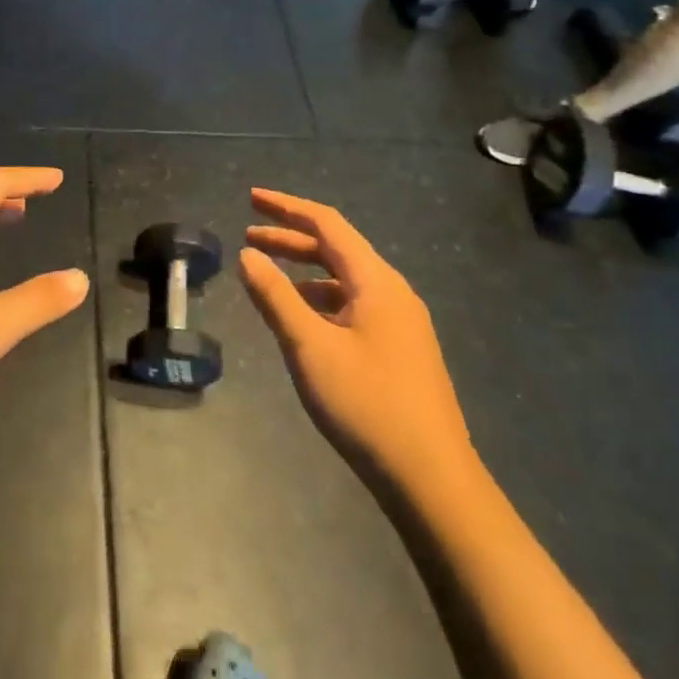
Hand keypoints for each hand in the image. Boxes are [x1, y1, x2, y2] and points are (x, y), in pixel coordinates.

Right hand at [239, 189, 472, 487]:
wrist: (432, 480)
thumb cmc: (367, 405)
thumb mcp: (309, 347)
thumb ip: (275, 297)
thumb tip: (247, 254)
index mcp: (376, 282)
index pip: (327, 224)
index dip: (287, 207)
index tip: (251, 198)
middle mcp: (392, 292)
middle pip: (336, 249)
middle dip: (291, 238)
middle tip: (249, 236)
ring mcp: (400, 322)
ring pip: (345, 280)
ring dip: (304, 270)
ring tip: (266, 276)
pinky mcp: (400, 349)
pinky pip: (353, 305)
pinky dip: (320, 299)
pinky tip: (301, 319)